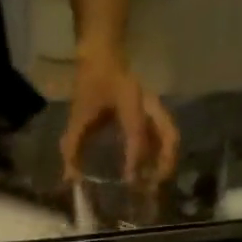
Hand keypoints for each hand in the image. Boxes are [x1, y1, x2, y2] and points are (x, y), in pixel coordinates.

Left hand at [61, 50, 179, 184]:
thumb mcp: (79, 112)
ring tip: (154, 183)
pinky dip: (161, 157)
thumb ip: (73, 146)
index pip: (137, 133)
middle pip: (169, 137)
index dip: (135, 158)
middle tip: (152, 187)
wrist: (103, 53)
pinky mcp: (156, 115)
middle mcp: (149, 106)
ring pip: (171, 138)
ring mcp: (156, 109)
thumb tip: (69, 177)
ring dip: (166, 163)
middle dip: (164, 164)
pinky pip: (166, 138)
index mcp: (130, 101)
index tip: (130, 181)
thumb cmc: (92, 81)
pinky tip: (150, 172)